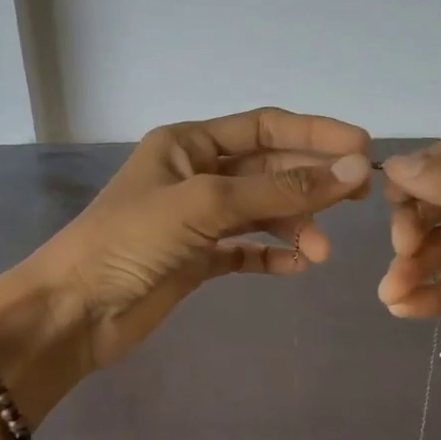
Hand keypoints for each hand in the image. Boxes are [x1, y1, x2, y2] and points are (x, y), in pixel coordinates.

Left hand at [12, 107, 372, 371]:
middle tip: (359, 200)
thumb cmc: (130, 241)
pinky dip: (272, 256)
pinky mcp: (196, 261)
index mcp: (187, 143)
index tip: (364, 150)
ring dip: (294, 226)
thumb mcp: (206, 204)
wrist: (76, 311)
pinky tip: (297, 266)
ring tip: (320, 252)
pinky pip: (245, 251)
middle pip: (267, 169)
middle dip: (311, 183)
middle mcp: (194, 175)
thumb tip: (355, 170)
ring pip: (261, 212)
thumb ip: (279, 190)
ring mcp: (195, 220)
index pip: (264, 127)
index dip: (315, 134)